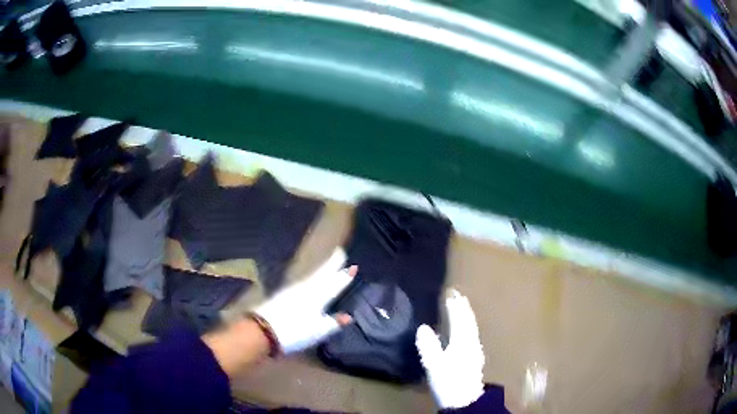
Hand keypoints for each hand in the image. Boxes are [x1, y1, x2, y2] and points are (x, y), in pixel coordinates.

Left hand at [253, 248, 355, 353]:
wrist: (264, 329)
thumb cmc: (295, 332)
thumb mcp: (318, 331)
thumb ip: (334, 322)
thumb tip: (349, 316)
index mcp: (318, 298)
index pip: (334, 284)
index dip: (344, 277)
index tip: (353, 266)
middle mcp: (307, 289)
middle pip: (322, 274)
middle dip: (332, 264)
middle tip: (339, 251)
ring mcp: (294, 290)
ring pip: (313, 275)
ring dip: (322, 268)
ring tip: (329, 261)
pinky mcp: (284, 293)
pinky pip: (303, 280)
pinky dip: (311, 275)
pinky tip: (310, 277)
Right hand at [416, 289, 484, 408]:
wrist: (465, 401)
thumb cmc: (448, 382)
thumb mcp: (434, 365)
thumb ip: (429, 346)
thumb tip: (423, 327)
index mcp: (461, 341)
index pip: (458, 318)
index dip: (454, 305)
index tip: (450, 292)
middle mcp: (471, 342)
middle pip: (468, 320)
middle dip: (462, 306)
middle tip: (457, 294)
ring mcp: (475, 349)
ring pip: (472, 326)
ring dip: (467, 314)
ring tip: (462, 306)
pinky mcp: (475, 357)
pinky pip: (472, 333)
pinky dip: (469, 325)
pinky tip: (466, 329)